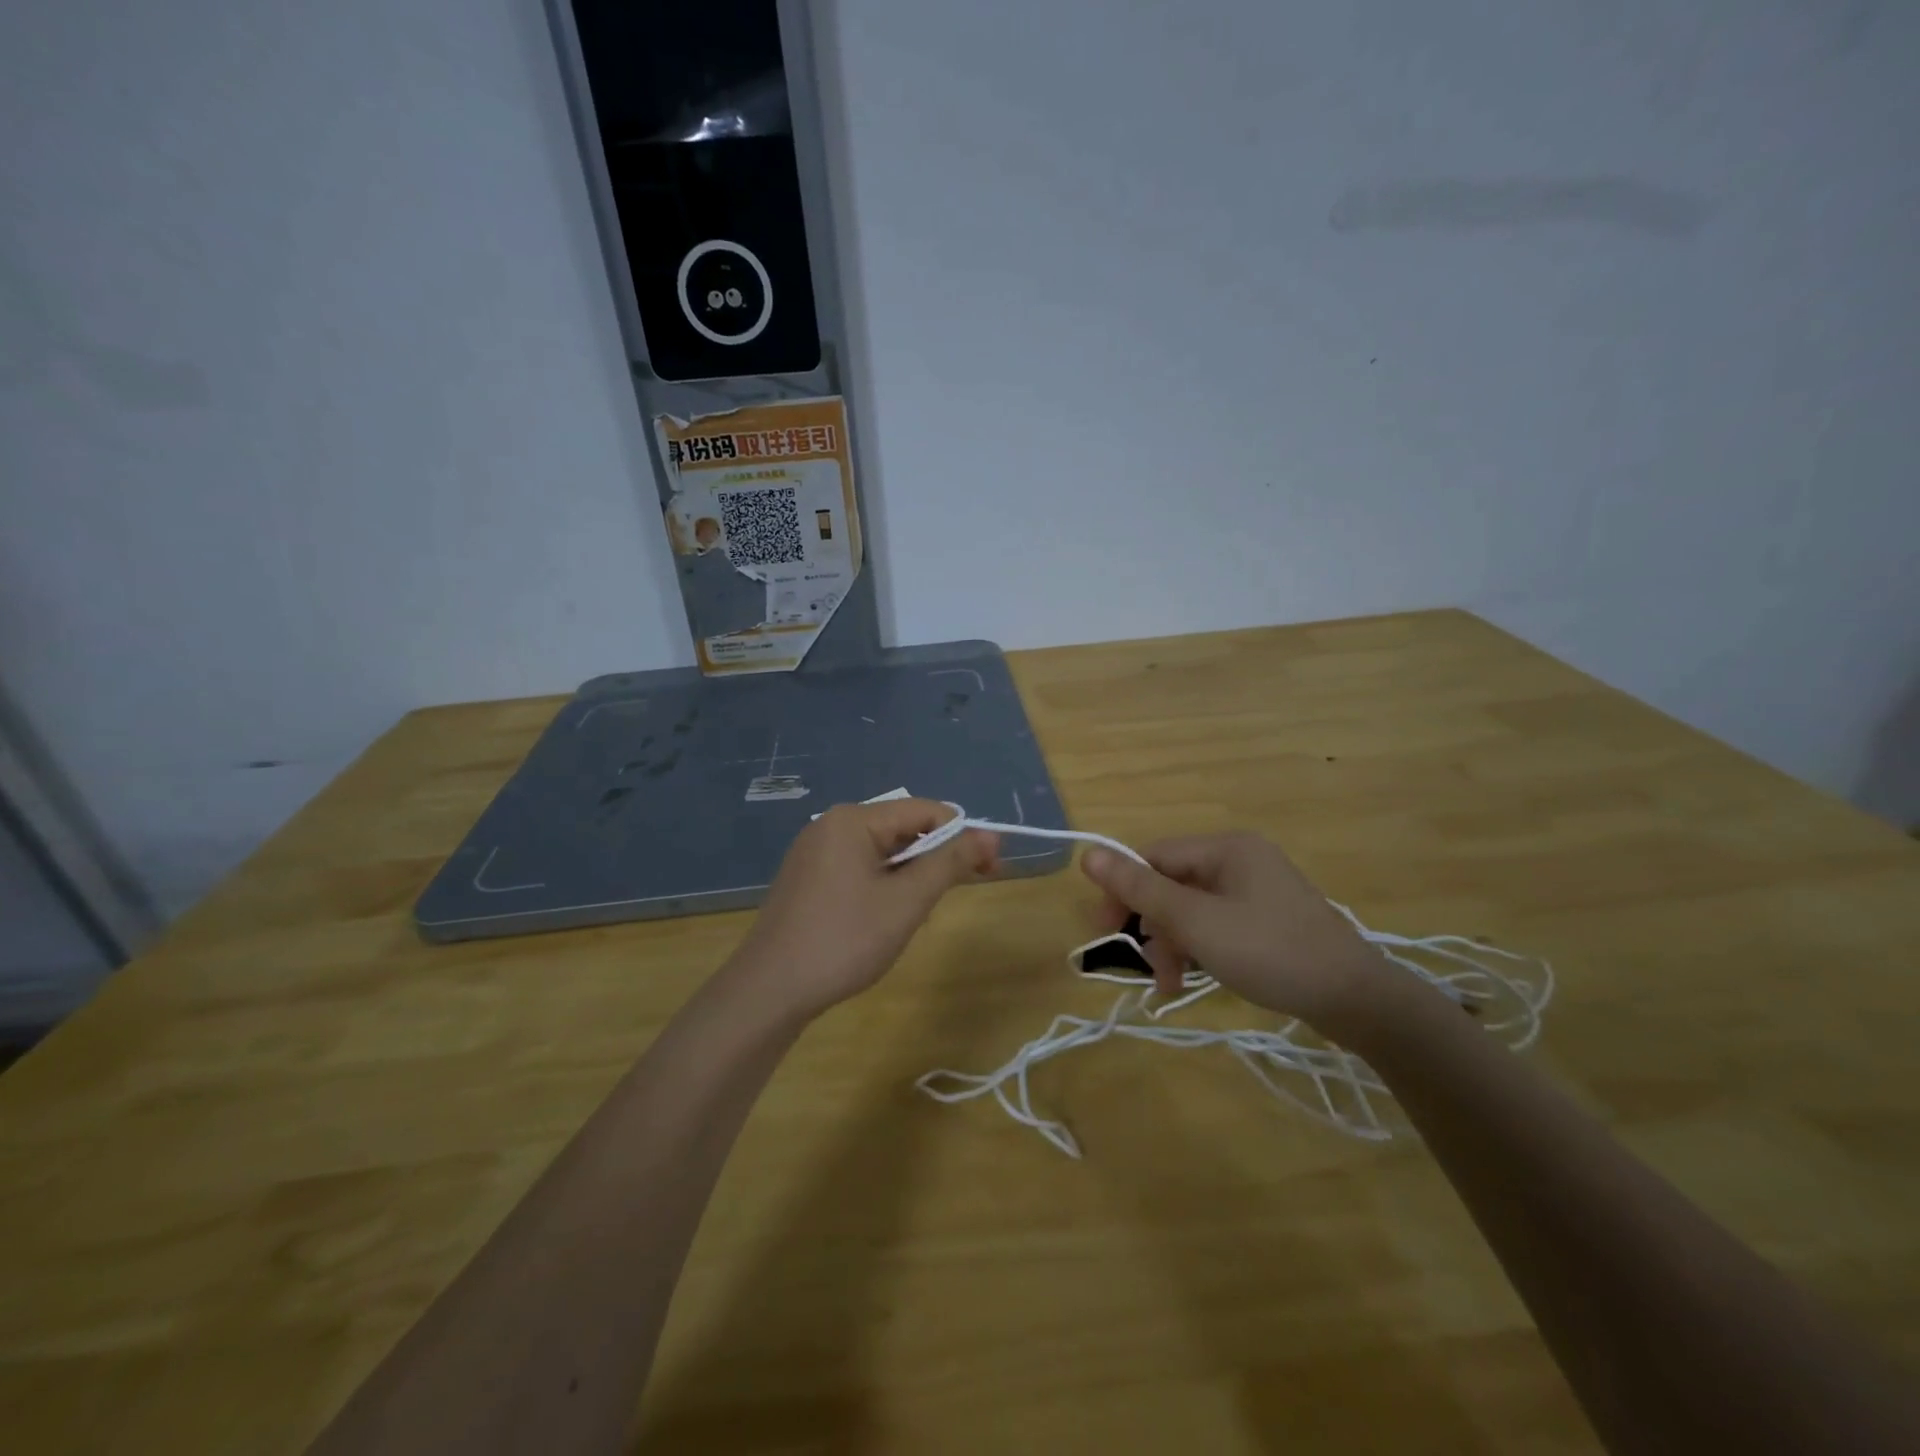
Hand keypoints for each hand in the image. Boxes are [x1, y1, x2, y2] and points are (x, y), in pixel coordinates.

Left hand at [731, 799, 997, 1019]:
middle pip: (902, 828)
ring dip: (911, 876)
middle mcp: (831, 825)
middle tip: (958, 895)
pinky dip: (884, 886)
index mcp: (853, 819)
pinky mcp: (807, 879)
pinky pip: (858, 868)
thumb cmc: (844, 940)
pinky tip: (885, 919)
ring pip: (881, 852)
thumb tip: (991, 835)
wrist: (769, 991)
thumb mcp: (906, 901)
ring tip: (918, 915)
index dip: (962, 835)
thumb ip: (950, 863)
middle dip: (936, 858)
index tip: (991, 868)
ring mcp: (814, 852)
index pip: (924, 810)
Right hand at [1081, 832, 1390, 1033]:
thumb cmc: (1270, 952)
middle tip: (1142, 965)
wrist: (1356, 1000)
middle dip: (1152, 926)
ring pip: (1192, 908)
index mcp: (1225, 848)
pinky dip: (1199, 948)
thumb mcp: (1196, 922)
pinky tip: (1191, 979)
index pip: (1154, 857)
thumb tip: (1087, 854)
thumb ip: (1140, 889)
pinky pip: (1216, 924)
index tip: (1105, 931)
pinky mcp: (1268, 919)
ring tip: (1169, 984)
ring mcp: (1257, 890)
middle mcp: (1240, 859)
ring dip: (1173, 943)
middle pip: (1172, 883)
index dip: (1124, 891)